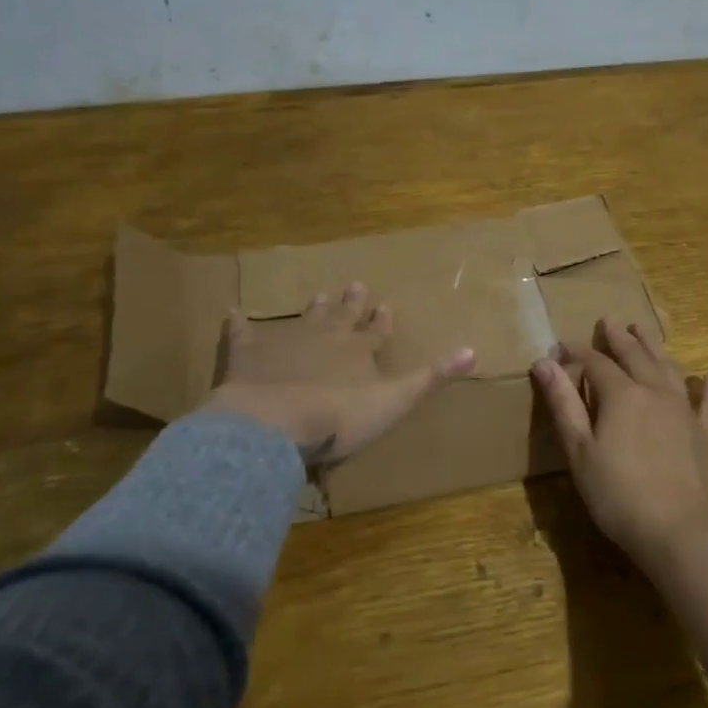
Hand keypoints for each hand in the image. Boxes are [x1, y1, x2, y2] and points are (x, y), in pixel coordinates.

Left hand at [200, 282, 475, 463]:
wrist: (277, 423)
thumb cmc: (340, 417)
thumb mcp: (395, 401)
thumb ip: (432, 378)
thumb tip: (474, 349)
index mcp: (358, 351)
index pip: (376, 331)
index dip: (382, 320)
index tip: (386, 304)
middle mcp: (325, 337)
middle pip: (342, 317)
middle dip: (352, 303)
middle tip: (355, 285)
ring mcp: (286, 342)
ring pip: (305, 319)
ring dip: (314, 308)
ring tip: (320, 295)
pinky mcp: (248, 353)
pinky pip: (243, 333)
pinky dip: (239, 323)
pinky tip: (233, 312)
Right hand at [531, 318, 707, 573]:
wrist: (681, 532)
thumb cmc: (619, 494)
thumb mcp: (579, 451)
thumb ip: (563, 404)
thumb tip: (544, 362)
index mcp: (621, 395)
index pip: (596, 363)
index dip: (577, 353)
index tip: (562, 346)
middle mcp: (655, 391)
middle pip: (635, 356)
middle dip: (619, 338)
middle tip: (610, 320)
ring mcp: (685, 411)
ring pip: (669, 368)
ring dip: (654, 347)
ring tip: (644, 330)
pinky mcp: (707, 434)